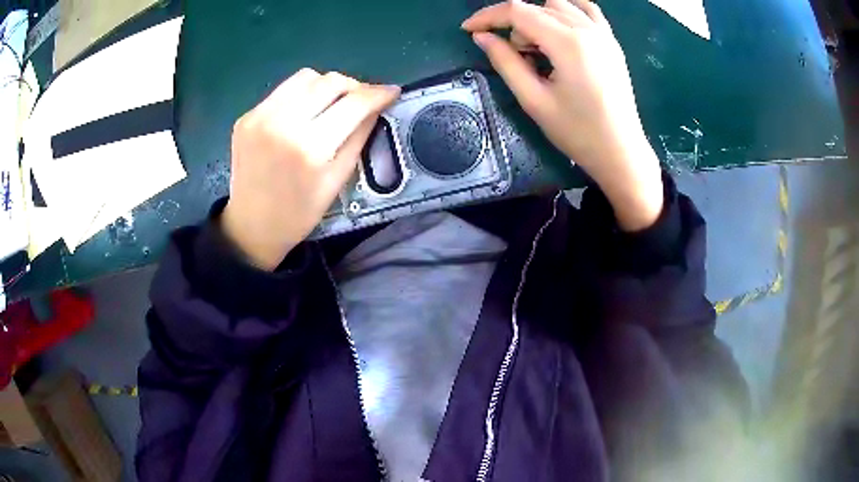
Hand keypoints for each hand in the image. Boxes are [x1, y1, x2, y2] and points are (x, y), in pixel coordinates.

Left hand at [222, 69, 400, 269]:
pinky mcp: (246, 117)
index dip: (377, 94)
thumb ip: (359, 136)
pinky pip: (283, 91)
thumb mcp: (337, 179)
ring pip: (305, 77)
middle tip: (361, 101)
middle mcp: (282, 123)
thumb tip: (377, 106)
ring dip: (325, 86)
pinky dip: (300, 96)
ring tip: (331, 104)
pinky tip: (302, 114)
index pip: (353, 103)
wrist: (252, 226)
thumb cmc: (300, 212)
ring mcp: (259, 117)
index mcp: (310, 148)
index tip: (391, 92)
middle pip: (329, 81)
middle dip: (353, 86)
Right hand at [462, 0, 663, 230]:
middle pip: (536, 8)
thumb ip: (505, 62)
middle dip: (514, 26)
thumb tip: (481, 37)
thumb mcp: (534, 100)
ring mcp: (603, 33)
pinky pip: (586, 10)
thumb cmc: (578, 132)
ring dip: (538, 19)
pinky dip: (566, 12)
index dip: (488, 16)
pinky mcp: (612, 41)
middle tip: (516, 58)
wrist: (621, 152)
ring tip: (539, 50)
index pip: (518, 11)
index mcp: (567, 43)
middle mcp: (587, 29)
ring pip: (559, 6)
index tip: (468, 30)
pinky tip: (559, 30)